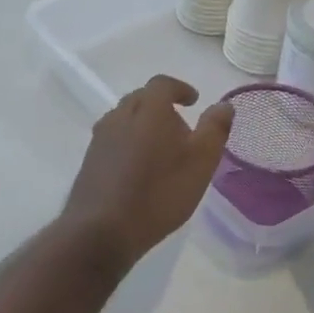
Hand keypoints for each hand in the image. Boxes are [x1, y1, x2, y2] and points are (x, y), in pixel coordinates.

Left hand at [61, 76, 233, 271]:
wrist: (103, 228)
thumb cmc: (159, 193)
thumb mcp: (200, 162)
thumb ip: (214, 129)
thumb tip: (224, 105)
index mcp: (147, 110)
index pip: (162, 84)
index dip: (179, 89)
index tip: (193, 101)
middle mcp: (119, 116)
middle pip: (140, 99)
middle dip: (161, 107)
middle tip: (180, 129)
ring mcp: (100, 138)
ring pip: (124, 119)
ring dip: (143, 125)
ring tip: (160, 150)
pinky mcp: (89, 160)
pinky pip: (113, 140)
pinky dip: (128, 143)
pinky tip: (138, 169)